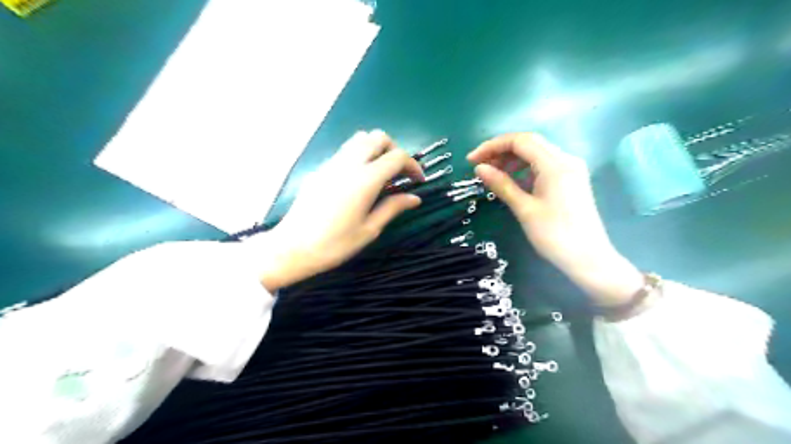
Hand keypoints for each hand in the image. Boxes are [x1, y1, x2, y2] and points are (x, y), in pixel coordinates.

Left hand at [255, 131, 426, 291]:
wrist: (294, 247)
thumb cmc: (335, 244)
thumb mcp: (370, 229)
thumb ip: (393, 208)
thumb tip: (415, 198)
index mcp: (365, 180)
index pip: (397, 157)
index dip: (413, 165)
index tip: (418, 181)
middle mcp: (349, 164)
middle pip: (378, 137)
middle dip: (395, 150)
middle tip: (399, 173)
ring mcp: (332, 164)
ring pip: (359, 139)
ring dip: (376, 149)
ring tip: (380, 173)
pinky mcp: (320, 169)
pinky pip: (344, 151)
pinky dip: (359, 155)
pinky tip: (359, 180)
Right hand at [468, 131, 642, 305]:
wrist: (589, 259)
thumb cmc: (554, 235)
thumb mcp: (524, 209)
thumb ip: (502, 184)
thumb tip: (479, 168)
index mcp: (555, 164)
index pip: (519, 141)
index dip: (492, 146)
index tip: (471, 160)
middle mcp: (566, 159)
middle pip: (529, 143)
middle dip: (501, 150)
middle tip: (480, 166)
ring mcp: (571, 169)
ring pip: (537, 153)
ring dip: (512, 159)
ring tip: (493, 174)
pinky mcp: (571, 180)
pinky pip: (544, 165)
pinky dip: (525, 168)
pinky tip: (513, 180)